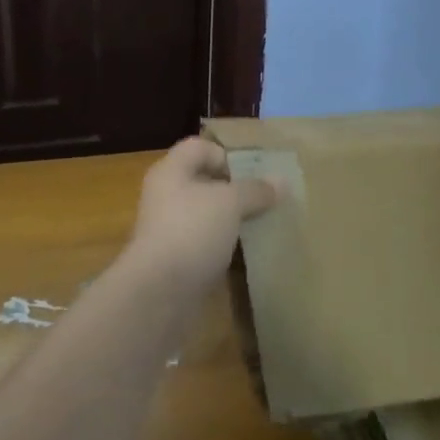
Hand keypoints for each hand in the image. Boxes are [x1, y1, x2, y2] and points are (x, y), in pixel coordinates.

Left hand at [125, 137, 278, 292]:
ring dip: (233, 218)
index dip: (227, 154)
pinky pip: (206, 242)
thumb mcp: (230, 203)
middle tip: (266, 198)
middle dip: (236, 188)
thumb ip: (256, 190)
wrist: (158, 293)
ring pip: (207, 214)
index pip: (199, 147)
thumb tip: (281, 181)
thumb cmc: (192, 231)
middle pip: (204, 181)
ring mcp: (170, 229)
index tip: (254, 174)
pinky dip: (225, 244)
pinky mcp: (177, 259)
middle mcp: (166, 195)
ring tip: (262, 224)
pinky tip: (247, 252)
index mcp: (171, 171)